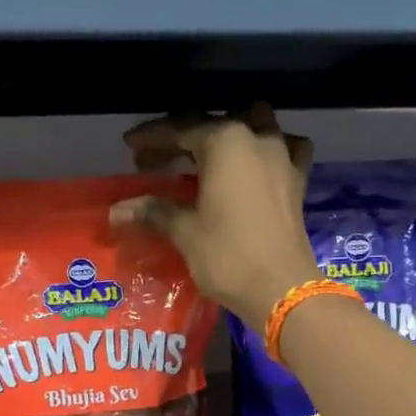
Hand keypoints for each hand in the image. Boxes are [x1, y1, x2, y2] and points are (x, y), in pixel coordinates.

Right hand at [112, 104, 321, 321]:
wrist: (282, 289)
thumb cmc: (228, 256)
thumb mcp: (185, 232)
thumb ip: (154, 211)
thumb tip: (116, 210)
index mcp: (225, 141)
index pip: (180, 129)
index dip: (152, 137)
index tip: (130, 147)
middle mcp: (256, 138)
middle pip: (213, 126)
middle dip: (181, 139)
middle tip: (155, 161)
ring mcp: (283, 157)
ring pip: (252, 127)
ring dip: (227, 136)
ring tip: (204, 156)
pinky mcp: (298, 180)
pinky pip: (284, 149)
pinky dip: (268, 149)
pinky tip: (258, 161)